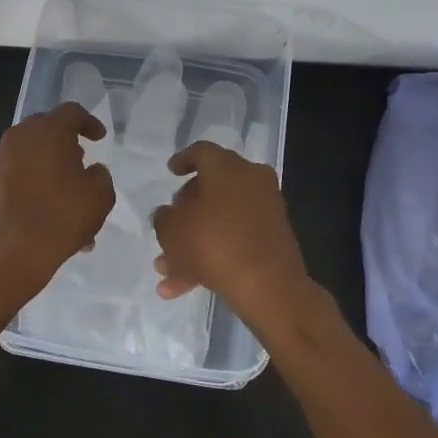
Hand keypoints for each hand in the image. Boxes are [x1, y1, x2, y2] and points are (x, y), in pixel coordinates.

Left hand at [0, 102, 114, 291]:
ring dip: (51, 173)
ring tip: (69, 204)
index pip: (72, 113)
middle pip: (47, 132)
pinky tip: (49, 219)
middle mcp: (19, 138)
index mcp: (48, 130)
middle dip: (66, 147)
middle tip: (82, 165)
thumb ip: (100, 175)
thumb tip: (90, 171)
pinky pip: (19, 179)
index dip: (89, 123)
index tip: (99, 138)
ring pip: (32, 159)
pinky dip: (35, 189)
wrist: (6, 253)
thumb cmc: (60, 216)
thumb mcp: (99, 196)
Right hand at [150, 141, 312, 322]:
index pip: (202, 152)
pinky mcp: (274, 239)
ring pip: (221, 220)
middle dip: (186, 210)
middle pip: (213, 187)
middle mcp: (252, 181)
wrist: (268, 285)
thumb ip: (163, 218)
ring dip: (193, 242)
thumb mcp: (171, 230)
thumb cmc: (212, 244)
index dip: (183, 160)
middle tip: (169, 223)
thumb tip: (169, 214)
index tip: (171, 171)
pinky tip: (186, 286)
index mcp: (227, 168)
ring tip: (165, 270)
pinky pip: (236, 240)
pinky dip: (212, 256)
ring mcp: (266, 210)